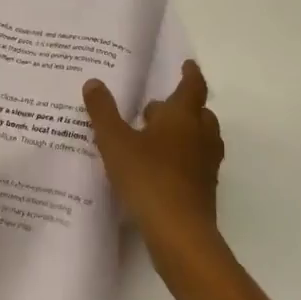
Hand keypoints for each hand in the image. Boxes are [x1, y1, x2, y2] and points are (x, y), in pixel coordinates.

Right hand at [83, 60, 224, 268]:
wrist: (180, 234)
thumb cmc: (148, 177)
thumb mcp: (115, 141)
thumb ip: (103, 111)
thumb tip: (94, 83)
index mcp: (183, 116)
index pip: (193, 86)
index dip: (190, 74)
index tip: (187, 65)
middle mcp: (200, 136)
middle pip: (200, 113)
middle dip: (182, 107)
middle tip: (156, 108)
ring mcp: (206, 165)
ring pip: (201, 139)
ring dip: (184, 134)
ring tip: (156, 138)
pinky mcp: (205, 191)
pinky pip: (197, 164)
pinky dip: (184, 159)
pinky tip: (159, 169)